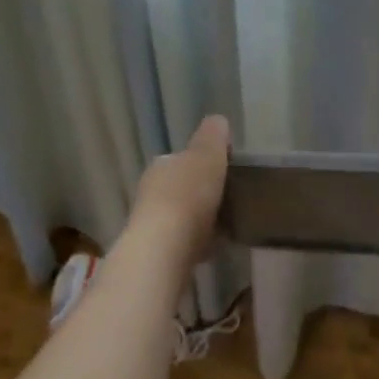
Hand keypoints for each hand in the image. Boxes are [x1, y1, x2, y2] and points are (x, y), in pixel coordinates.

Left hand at [127, 115, 229, 270]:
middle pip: (180, 188)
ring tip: (225, 226)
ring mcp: (151, 227)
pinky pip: (183, 244)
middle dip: (200, 193)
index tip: (223, 171)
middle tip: (227, 199)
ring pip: (181, 217)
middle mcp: (150, 192)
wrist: (163, 253)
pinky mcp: (156, 257)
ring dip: (199, 221)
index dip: (202, 163)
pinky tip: (215, 249)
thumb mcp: (207, 153)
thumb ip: (213, 135)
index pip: (182, 159)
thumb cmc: (187, 195)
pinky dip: (198, 244)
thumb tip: (217, 121)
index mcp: (161, 165)